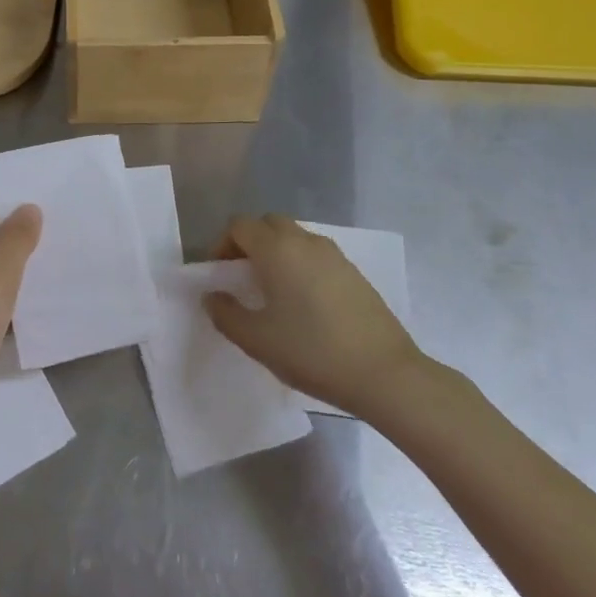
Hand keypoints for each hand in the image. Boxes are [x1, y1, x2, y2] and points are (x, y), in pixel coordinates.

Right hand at [206, 214, 430, 423]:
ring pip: (295, 237)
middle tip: (243, 278)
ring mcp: (334, 254)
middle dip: (250, 243)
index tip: (221, 275)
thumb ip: (225, 314)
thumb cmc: (311, 352)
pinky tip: (305, 302)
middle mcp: (304, 241)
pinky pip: (316, 254)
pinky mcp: (353, 271)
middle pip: (268, 223)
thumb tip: (212, 296)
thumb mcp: (257, 340)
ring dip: (276, 252)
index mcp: (277, 250)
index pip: (239, 225)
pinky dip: (301, 264)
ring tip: (274, 292)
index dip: (222, 245)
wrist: (383, 373)